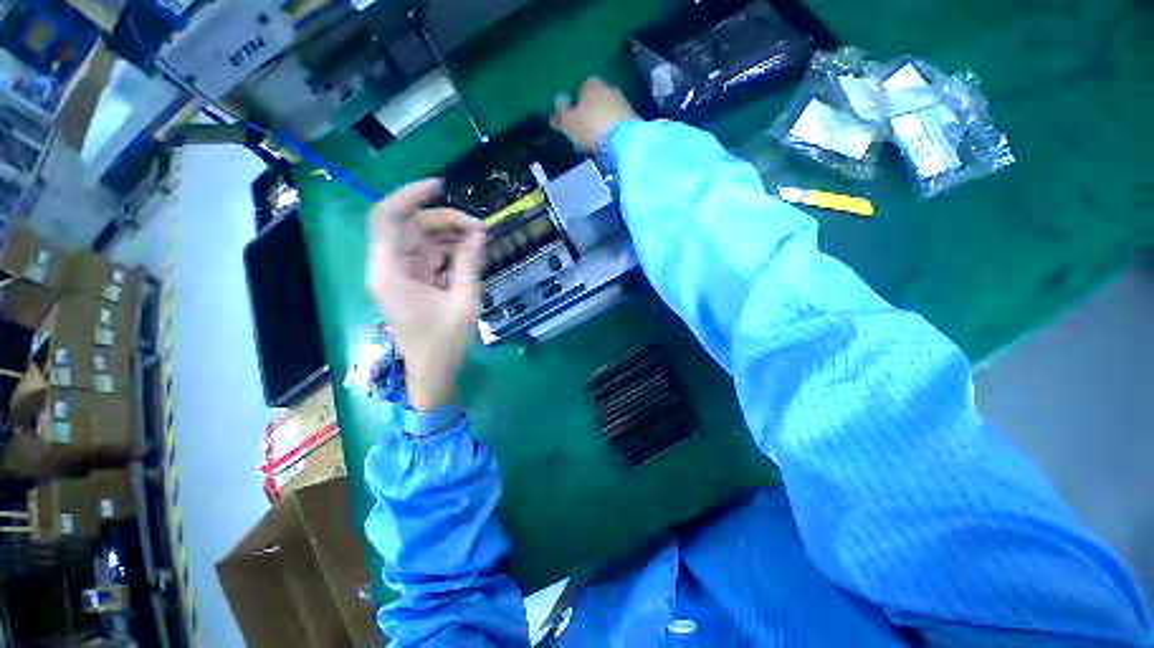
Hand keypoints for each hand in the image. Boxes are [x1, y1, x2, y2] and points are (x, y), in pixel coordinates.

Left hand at [366, 179, 485, 410]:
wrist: (433, 373)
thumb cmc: (444, 343)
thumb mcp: (463, 302)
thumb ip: (469, 264)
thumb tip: (478, 234)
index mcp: (390, 273)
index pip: (387, 218)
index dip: (410, 196)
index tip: (440, 186)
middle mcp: (389, 268)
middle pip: (411, 227)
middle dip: (445, 221)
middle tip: (479, 228)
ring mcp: (402, 275)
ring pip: (422, 240)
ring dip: (450, 236)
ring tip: (480, 240)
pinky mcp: (414, 282)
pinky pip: (430, 256)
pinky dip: (450, 251)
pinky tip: (471, 253)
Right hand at [551, 76, 636, 150]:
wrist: (623, 141)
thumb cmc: (590, 127)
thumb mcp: (568, 123)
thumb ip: (561, 114)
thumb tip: (557, 104)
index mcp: (592, 84)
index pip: (582, 87)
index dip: (576, 102)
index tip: (572, 119)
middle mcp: (609, 88)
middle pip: (596, 100)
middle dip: (590, 114)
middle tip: (582, 133)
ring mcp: (624, 103)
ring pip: (607, 112)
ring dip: (601, 124)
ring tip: (594, 143)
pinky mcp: (633, 120)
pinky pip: (617, 124)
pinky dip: (611, 132)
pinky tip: (606, 145)